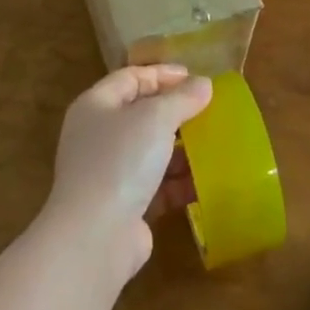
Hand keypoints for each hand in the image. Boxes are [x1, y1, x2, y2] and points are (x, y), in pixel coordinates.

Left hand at [45, 65, 212, 280]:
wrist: (96, 235)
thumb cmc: (121, 160)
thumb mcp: (156, 118)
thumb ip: (182, 98)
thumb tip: (204, 84)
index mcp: (96, 106)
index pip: (130, 77)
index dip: (162, 74)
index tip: (195, 78)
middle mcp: (98, 136)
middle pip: (141, 114)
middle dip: (176, 112)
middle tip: (208, 110)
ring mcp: (109, 172)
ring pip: (151, 151)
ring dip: (182, 148)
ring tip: (214, 145)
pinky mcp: (123, 204)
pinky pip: (157, 184)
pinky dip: (179, 181)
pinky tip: (205, 181)